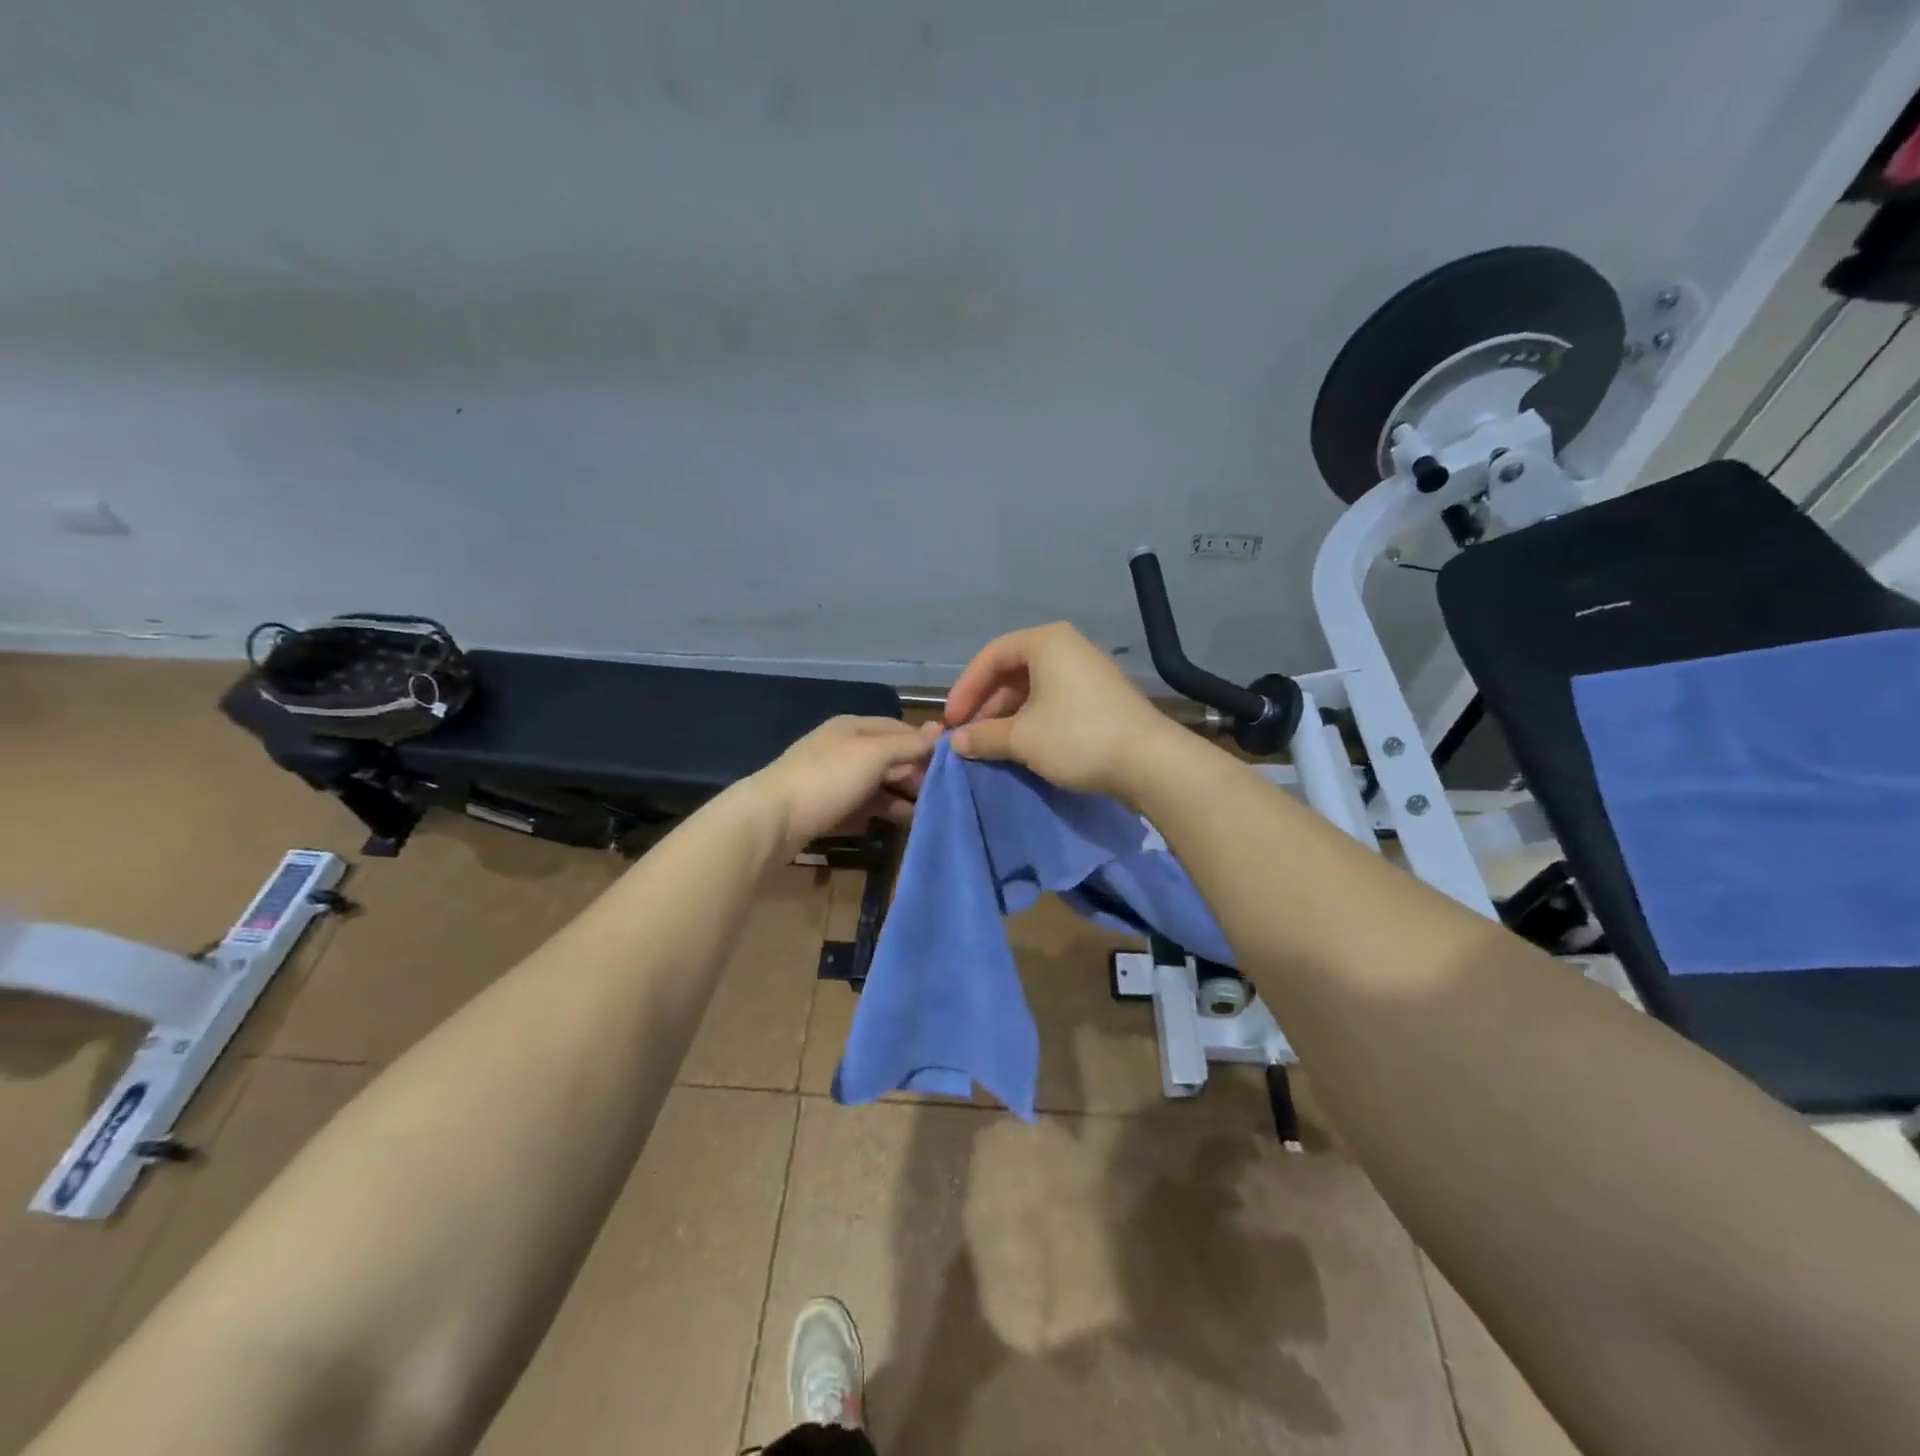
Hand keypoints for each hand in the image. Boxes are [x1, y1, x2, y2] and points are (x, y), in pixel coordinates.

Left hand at [753, 716, 941, 851]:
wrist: (772, 820)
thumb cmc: (828, 779)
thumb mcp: (874, 755)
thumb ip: (908, 744)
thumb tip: (941, 730)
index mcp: (854, 727)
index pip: (900, 729)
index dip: (925, 746)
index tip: (952, 767)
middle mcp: (844, 749)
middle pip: (890, 758)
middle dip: (915, 774)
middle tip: (941, 795)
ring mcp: (833, 780)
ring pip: (878, 785)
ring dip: (902, 796)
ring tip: (927, 814)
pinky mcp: (827, 809)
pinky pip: (863, 807)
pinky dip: (882, 813)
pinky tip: (900, 825)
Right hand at [944, 622, 1180, 798]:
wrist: (1150, 762)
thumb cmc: (1077, 737)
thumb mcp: (1022, 738)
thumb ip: (983, 736)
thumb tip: (955, 742)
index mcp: (1046, 642)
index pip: (991, 657)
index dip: (966, 689)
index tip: (952, 721)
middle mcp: (1067, 648)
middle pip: (1012, 672)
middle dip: (986, 705)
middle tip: (969, 736)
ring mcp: (1087, 672)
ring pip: (1033, 689)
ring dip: (1007, 716)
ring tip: (991, 746)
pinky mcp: (1100, 698)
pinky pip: (1054, 701)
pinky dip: (1032, 720)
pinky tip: (1022, 746)